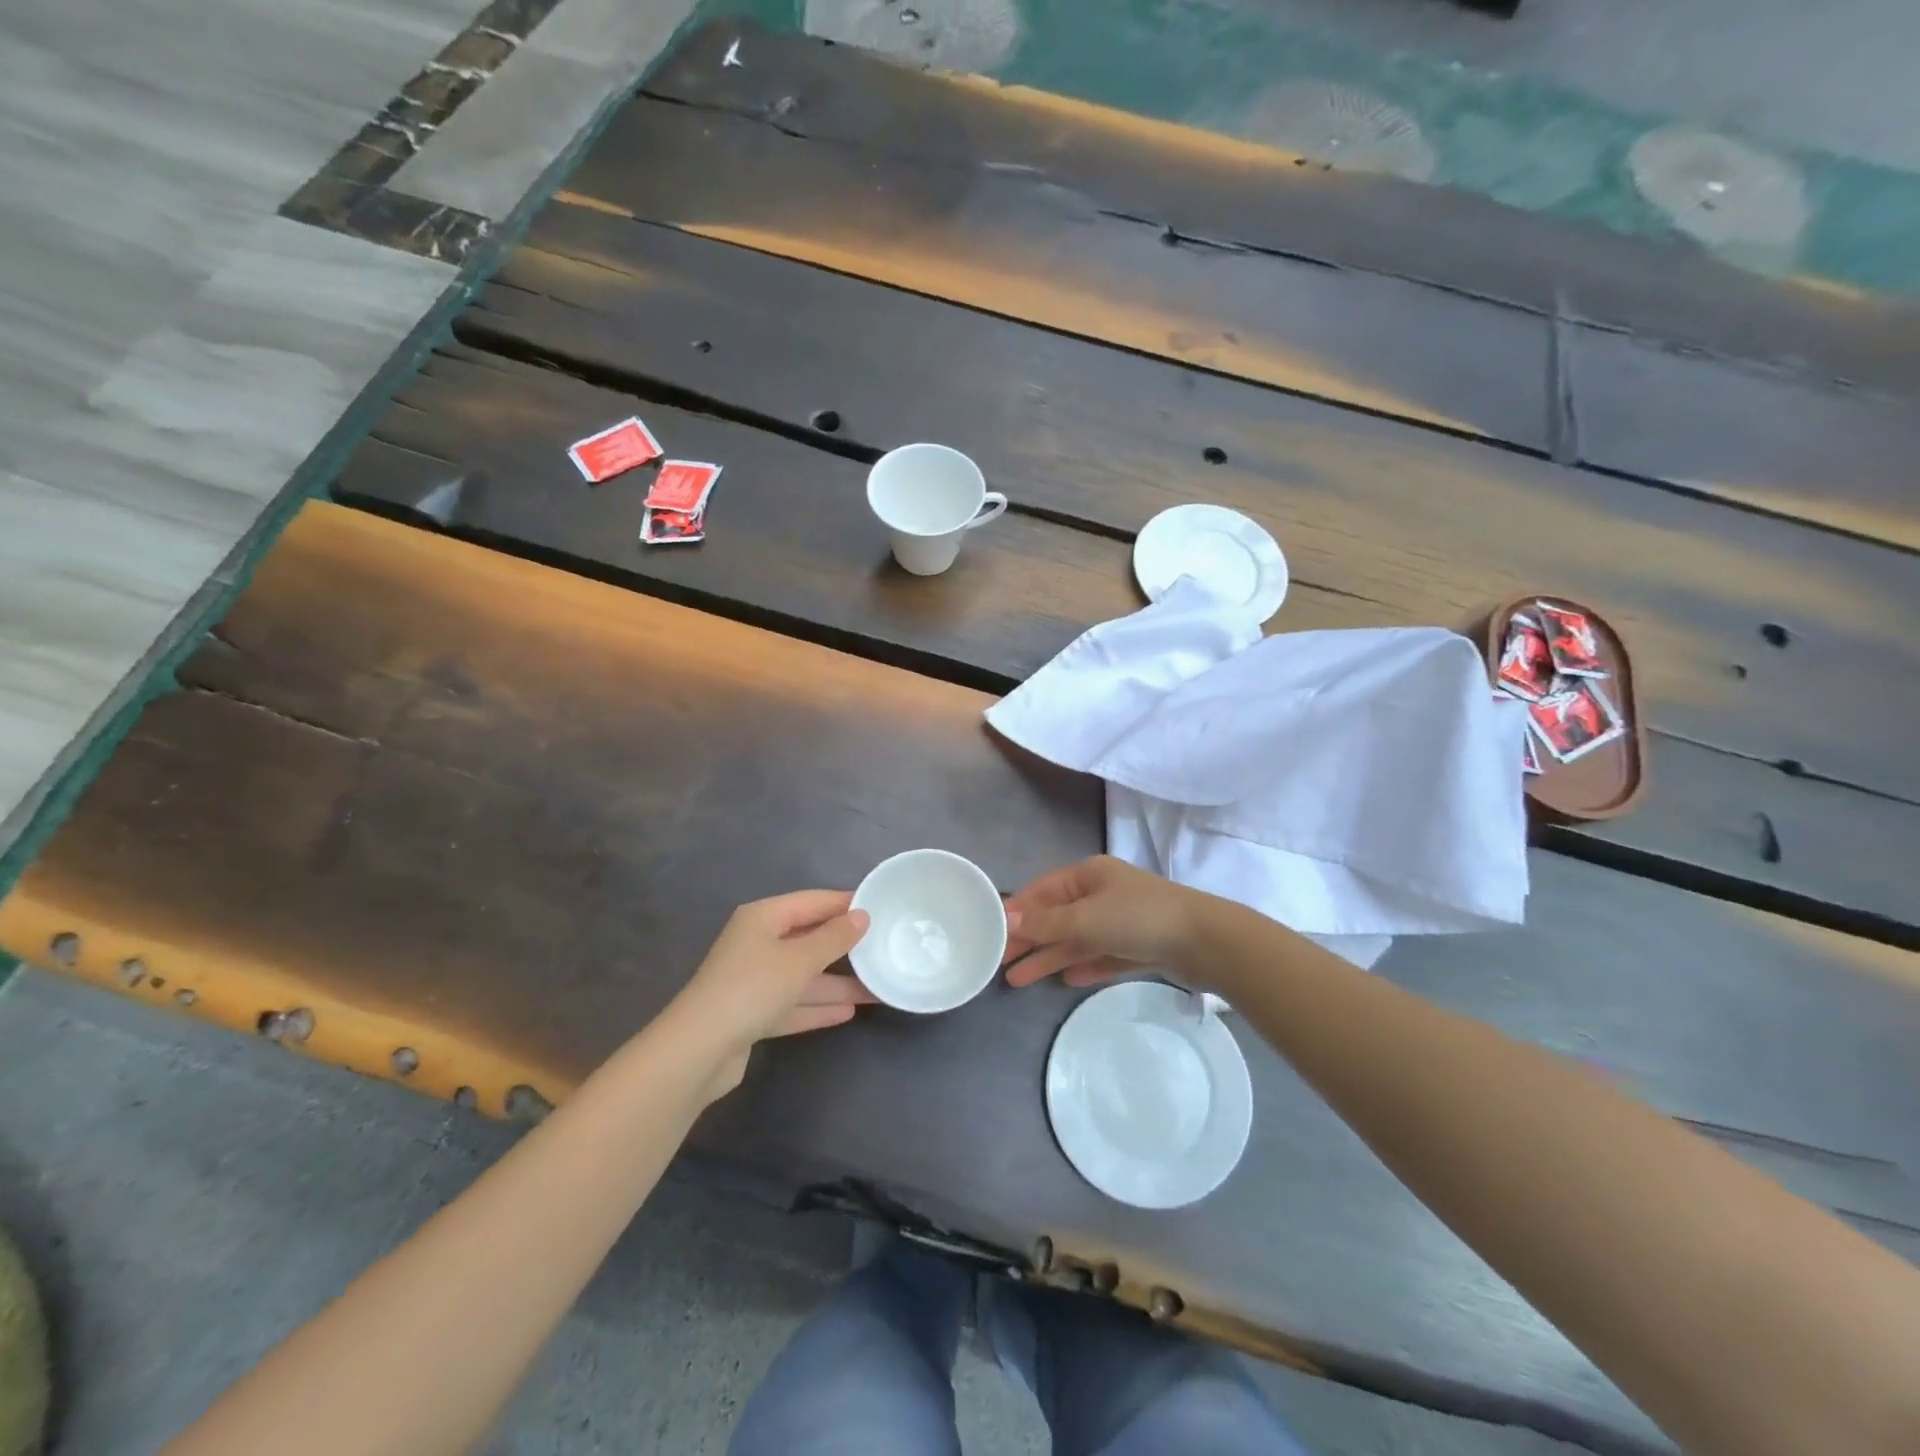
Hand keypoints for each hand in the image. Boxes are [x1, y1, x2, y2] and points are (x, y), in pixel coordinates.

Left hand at [669, 890, 873, 1099]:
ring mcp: (754, 980)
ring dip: (837, 983)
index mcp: (763, 917)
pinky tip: (848, 1012)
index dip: (846, 904)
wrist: (698, 1051)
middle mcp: (757, 942)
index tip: (881, 908)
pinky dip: (817, 1006)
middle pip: (809, 939)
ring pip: (803, 976)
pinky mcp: (752, 1014)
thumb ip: (834, 938)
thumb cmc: (752, 988)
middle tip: (884, 948)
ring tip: (877, 989)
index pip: (813, 902)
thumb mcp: (799, 959)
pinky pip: (793, 1003)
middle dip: (845, 948)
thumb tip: (862, 915)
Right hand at [1002, 856, 1198, 988]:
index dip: (1017, 911)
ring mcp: (1122, 921)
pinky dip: (1082, 965)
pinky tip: (1065, 980)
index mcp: (1089, 875)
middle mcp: (1103, 894)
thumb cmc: (1138, 918)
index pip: (1042, 891)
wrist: (1205, 942)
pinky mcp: (1138, 947)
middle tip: (1000, 964)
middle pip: (1057, 917)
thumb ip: (1045, 923)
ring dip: (1049, 957)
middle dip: (1029, 940)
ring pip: (1076, 940)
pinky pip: (1101, 955)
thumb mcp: (1085, 918)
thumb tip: (1006, 920)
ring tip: (1018, 982)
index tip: (991, 933)